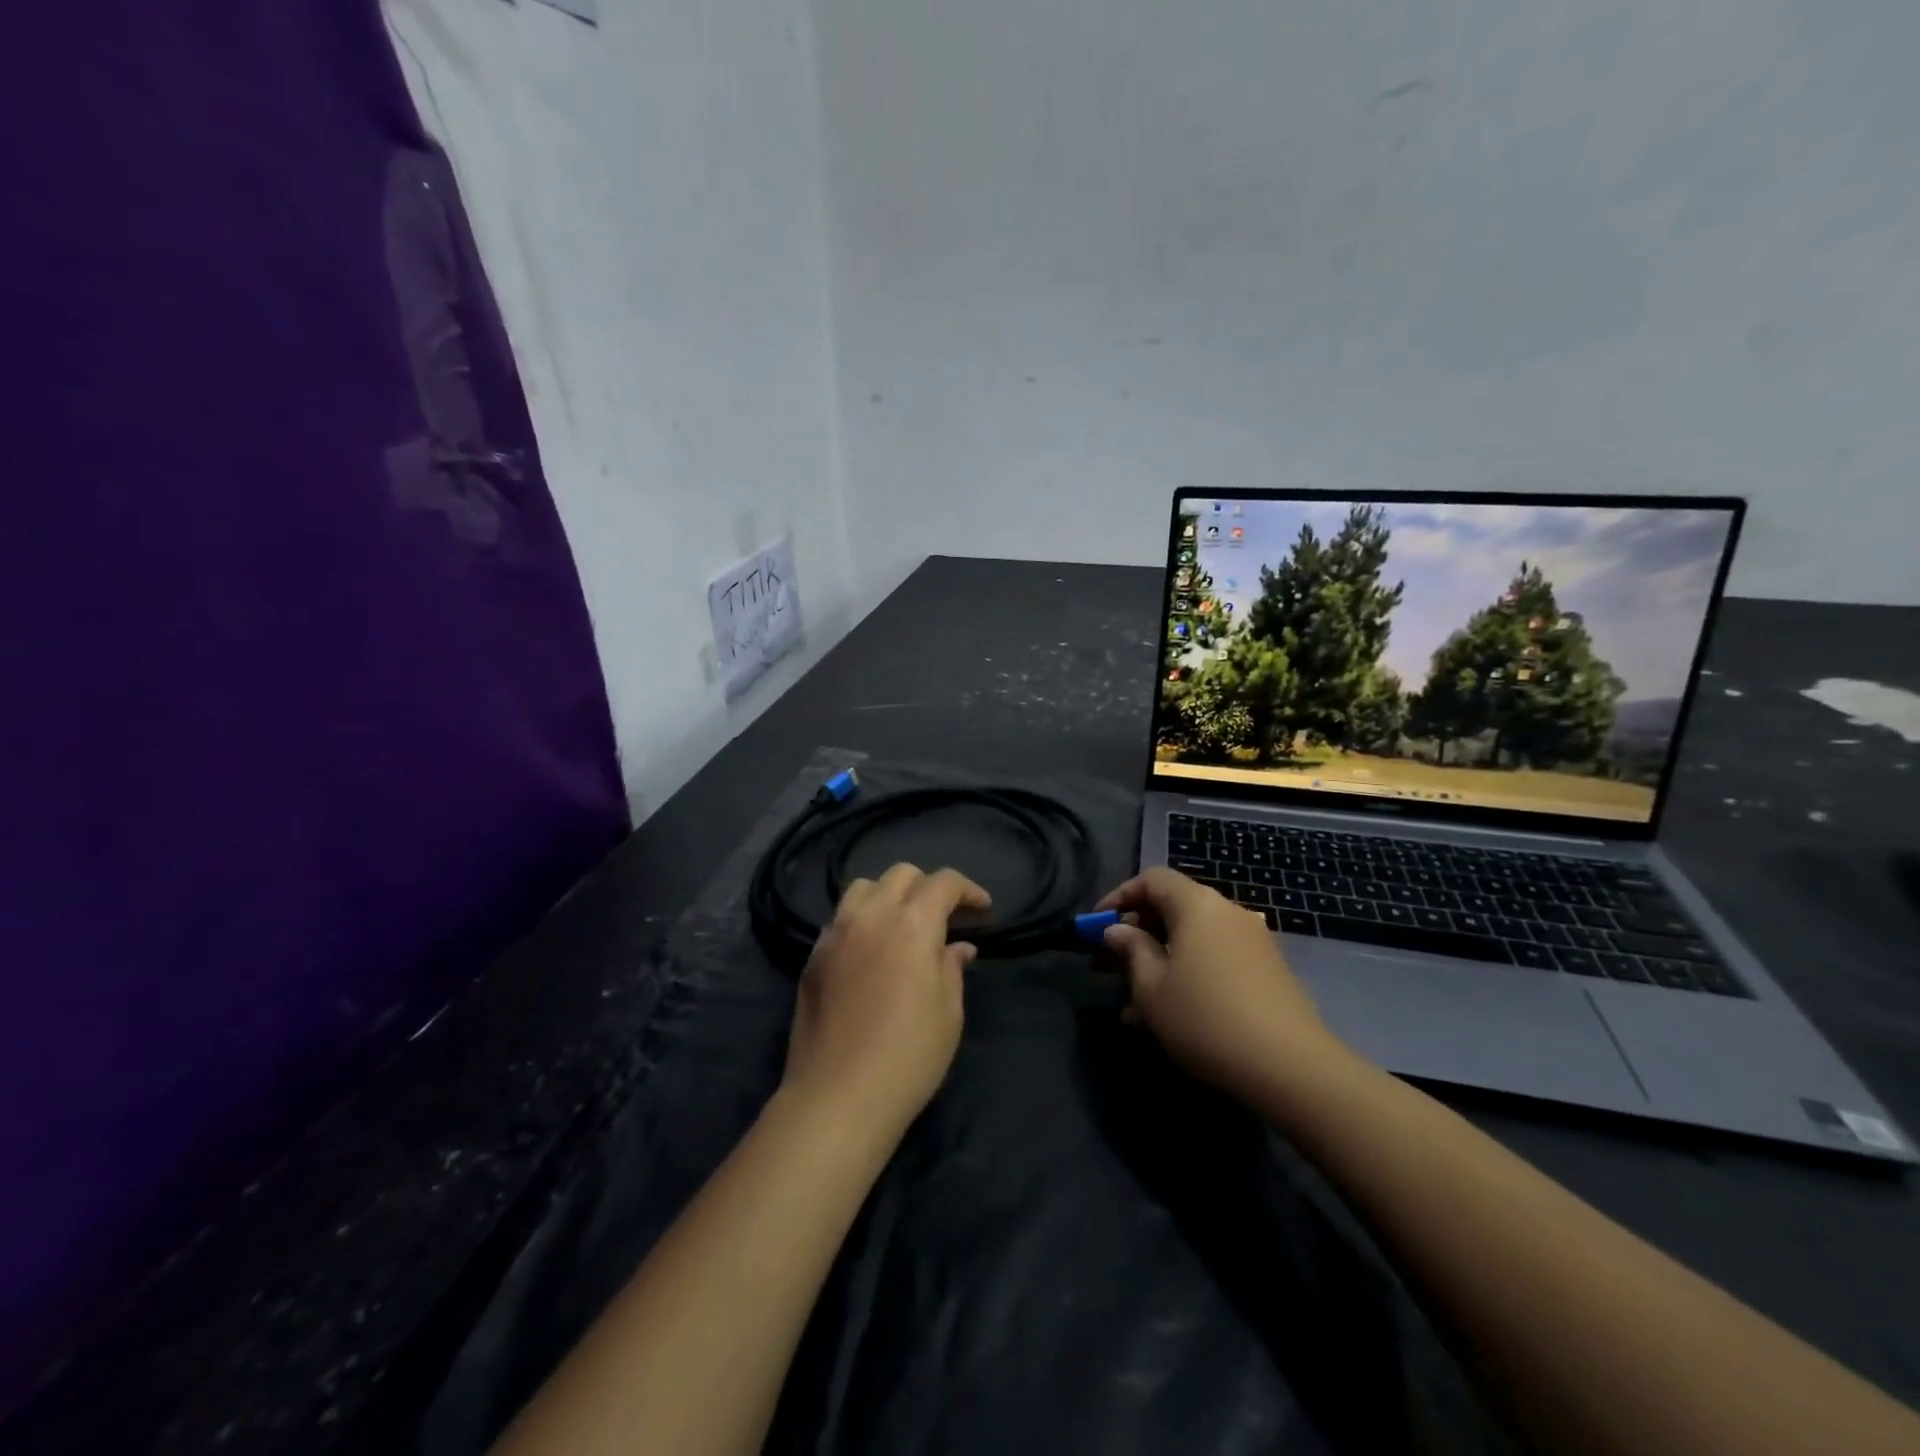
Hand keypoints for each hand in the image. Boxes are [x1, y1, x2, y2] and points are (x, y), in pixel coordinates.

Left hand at [782, 863, 990, 1139]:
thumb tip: (958, 947)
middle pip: (901, 874)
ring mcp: (836, 932)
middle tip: (945, 917)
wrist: (838, 1096)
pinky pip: (840, 918)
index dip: (968, 889)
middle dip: (928, 886)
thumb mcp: (948, 1012)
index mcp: (912, 923)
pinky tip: (870, 951)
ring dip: (889, 895)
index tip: (983, 909)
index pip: (943, 882)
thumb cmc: (909, 1056)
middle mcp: (871, 915)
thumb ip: (952, 967)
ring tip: (902, 925)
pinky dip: (862, 920)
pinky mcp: (813, 955)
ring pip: (863, 887)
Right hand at [1096, 867, 1344, 1102]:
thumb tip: (1119, 930)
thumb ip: (1130, 950)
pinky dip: (1187, 975)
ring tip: (1132, 1005)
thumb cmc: (1205, 1018)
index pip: (1151, 879)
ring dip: (1158, 962)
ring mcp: (1251, 942)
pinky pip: (1213, 960)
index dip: (1119, 897)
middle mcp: (1227, 912)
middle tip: (1107, 966)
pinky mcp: (1267, 971)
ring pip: (1191, 941)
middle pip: (1172, 909)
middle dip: (1136, 935)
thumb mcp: (1151, 987)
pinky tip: (1169, 1016)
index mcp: (1197, 904)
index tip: (1096, 926)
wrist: (1291, 1067)